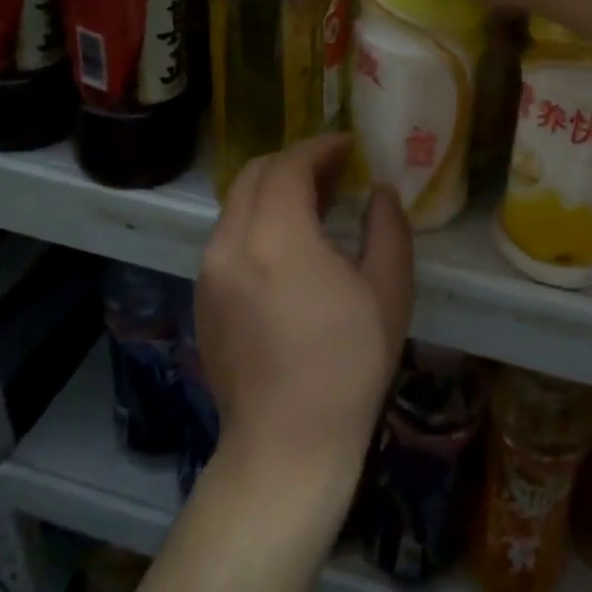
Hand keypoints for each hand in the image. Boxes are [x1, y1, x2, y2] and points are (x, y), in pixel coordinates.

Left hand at [196, 136, 413, 492]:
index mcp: (276, 237)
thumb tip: (379, 191)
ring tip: (316, 205)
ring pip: (237, 203)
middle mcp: (230, 243)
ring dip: (275, 190)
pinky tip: (289, 246)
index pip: (290, 165)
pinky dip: (257, 220)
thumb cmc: (348, 365)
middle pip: (255, 174)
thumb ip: (388, 227)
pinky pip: (229, 235)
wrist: (287, 444)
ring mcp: (209, 270)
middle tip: (336, 172)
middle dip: (295, 162)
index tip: (350, 146)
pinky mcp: (202, 296)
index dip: (321, 147)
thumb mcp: (388, 291)